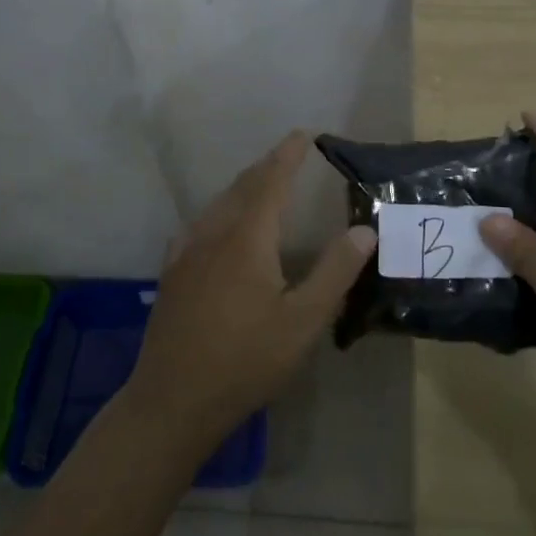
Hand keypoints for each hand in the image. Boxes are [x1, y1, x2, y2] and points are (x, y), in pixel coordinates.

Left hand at [126, 131, 374, 445]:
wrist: (172, 401)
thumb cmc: (245, 361)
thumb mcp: (303, 322)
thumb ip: (334, 272)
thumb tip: (364, 229)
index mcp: (247, 238)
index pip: (271, 181)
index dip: (288, 155)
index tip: (304, 134)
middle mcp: (214, 233)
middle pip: (243, 187)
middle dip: (267, 166)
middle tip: (288, 155)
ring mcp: (187, 252)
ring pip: (218, 204)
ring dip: (243, 187)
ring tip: (262, 183)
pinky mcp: (172, 273)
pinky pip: (199, 225)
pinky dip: (220, 211)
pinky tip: (218, 227)